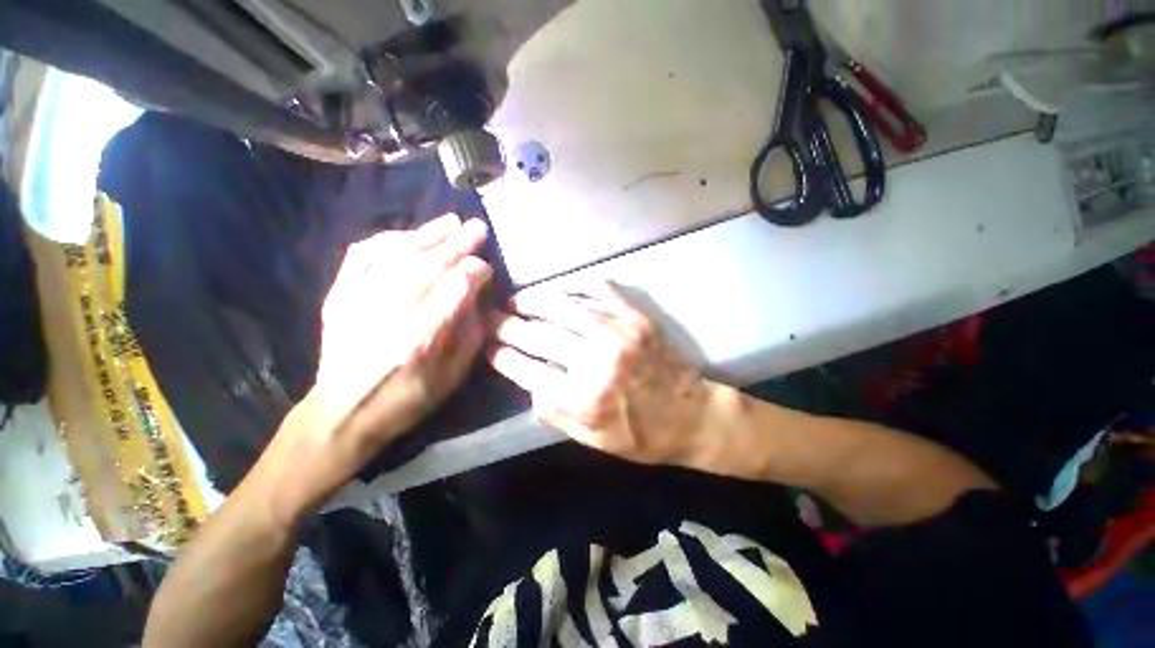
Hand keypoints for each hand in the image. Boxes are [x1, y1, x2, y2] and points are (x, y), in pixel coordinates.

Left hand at [267, 214, 492, 516]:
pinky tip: (408, 235)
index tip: (487, 269)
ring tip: (450, 222)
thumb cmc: (405, 401)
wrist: (341, 414)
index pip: (455, 288)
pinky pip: (362, 256)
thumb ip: (470, 336)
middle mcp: (388, 314)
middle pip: (428, 266)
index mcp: (421, 339)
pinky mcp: (338, 296)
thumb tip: (478, 298)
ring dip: (427, 235)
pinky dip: (387, 240)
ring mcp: (357, 301)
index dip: (475, 272)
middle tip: (477, 229)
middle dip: (458, 245)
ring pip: (397, 255)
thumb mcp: (452, 378)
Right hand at [488, 281, 719, 466]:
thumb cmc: (642, 436)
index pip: (526, 368)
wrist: (693, 416)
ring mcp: (618, 332)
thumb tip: (528, 383)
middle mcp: (596, 360)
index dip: (501, 355)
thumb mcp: (593, 441)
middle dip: (507, 324)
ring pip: (562, 306)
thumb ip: (555, 414)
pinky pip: (599, 290)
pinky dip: (575, 286)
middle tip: (491, 317)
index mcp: (583, 398)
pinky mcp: (636, 317)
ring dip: (533, 300)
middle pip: (538, 334)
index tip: (488, 346)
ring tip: (517, 300)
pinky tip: (560, 290)